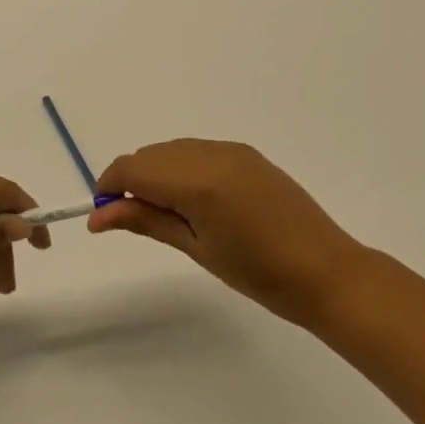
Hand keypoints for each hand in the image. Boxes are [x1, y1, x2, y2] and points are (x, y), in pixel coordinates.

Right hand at [88, 139, 372, 326]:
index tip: (101, 213)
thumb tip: (98, 216)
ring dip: (156, 172)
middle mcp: (212, 154)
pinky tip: (191, 199)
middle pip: (150, 154)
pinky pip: (198, 150)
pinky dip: (181, 167)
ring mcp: (232, 150)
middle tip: (131, 218)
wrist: (326, 272)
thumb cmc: (258, 273)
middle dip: (131, 180)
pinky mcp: (247, 154)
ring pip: (173, 150)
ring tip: (164, 212)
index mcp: (198, 181)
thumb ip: (146, 221)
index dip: (108, 185)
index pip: (133, 167)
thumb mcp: (196, 248)